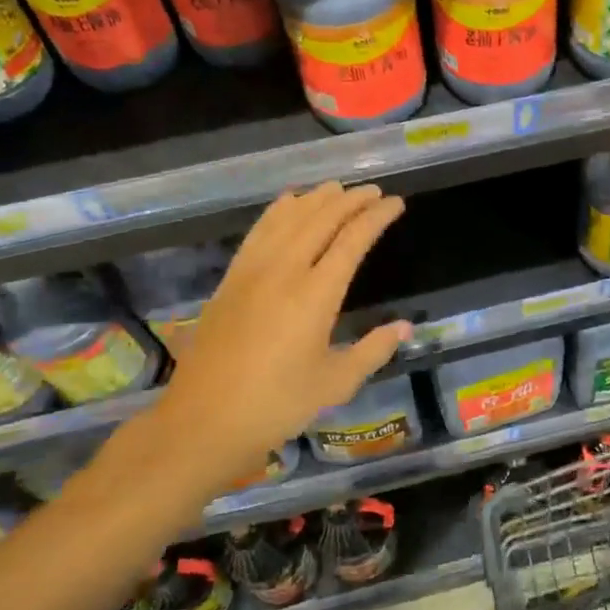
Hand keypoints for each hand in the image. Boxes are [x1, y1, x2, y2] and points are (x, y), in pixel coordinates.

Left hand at [99, 183, 409, 497]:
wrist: (205, 420)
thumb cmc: (277, 405)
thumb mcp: (336, 383)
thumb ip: (373, 350)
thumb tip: (404, 326)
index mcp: (316, 295)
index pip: (352, 240)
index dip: (376, 217)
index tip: (395, 202)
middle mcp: (284, 271)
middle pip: (321, 219)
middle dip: (350, 200)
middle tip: (373, 191)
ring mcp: (252, 271)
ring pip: (288, 218)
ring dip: (316, 199)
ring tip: (337, 188)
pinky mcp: (231, 278)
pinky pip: (258, 231)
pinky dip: (278, 210)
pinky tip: (289, 202)